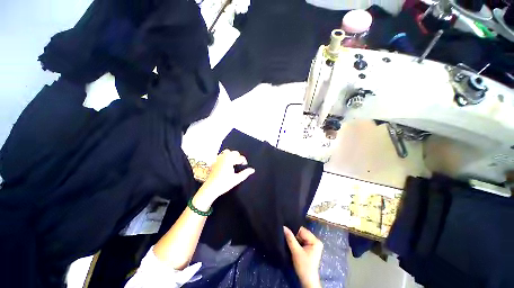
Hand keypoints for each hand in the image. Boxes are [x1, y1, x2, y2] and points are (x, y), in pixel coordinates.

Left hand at [195, 150, 254, 206]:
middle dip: (238, 157)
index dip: (244, 161)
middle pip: (233, 152)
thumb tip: (252, 170)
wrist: (210, 188)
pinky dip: (225, 157)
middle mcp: (223, 157)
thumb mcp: (237, 179)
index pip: (240, 157)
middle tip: (240, 164)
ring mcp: (217, 159)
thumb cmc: (224, 184)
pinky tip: (226, 164)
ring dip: (231, 156)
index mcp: (229, 160)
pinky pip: (221, 156)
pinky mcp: (214, 162)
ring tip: (233, 163)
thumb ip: (245, 173)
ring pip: (226, 152)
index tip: (245, 165)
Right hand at [284, 226, 322, 287]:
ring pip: (301, 237)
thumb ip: (290, 238)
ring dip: (295, 238)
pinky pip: (302, 241)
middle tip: (286, 235)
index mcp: (315, 240)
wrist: (307, 280)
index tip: (285, 231)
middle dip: (294, 235)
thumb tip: (284, 227)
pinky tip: (292, 243)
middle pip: (302, 233)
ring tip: (288, 239)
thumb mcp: (296, 251)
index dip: (293, 231)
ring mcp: (313, 244)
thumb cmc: (303, 266)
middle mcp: (316, 240)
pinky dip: (296, 242)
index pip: (302, 230)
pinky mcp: (310, 248)